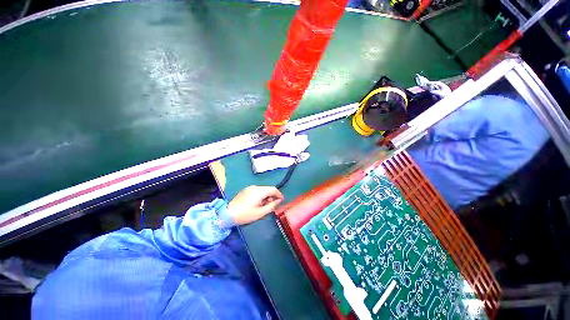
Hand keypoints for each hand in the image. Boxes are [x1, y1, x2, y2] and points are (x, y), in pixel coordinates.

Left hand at [227, 186, 283, 224]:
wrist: (228, 214)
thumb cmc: (246, 214)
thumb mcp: (260, 212)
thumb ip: (271, 206)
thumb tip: (278, 201)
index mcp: (259, 191)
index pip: (273, 189)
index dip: (279, 194)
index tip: (281, 200)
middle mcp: (255, 187)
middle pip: (268, 189)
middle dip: (272, 196)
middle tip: (272, 205)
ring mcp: (250, 188)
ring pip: (262, 189)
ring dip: (266, 196)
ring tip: (264, 205)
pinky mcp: (246, 190)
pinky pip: (257, 190)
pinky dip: (261, 195)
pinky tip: (258, 203)